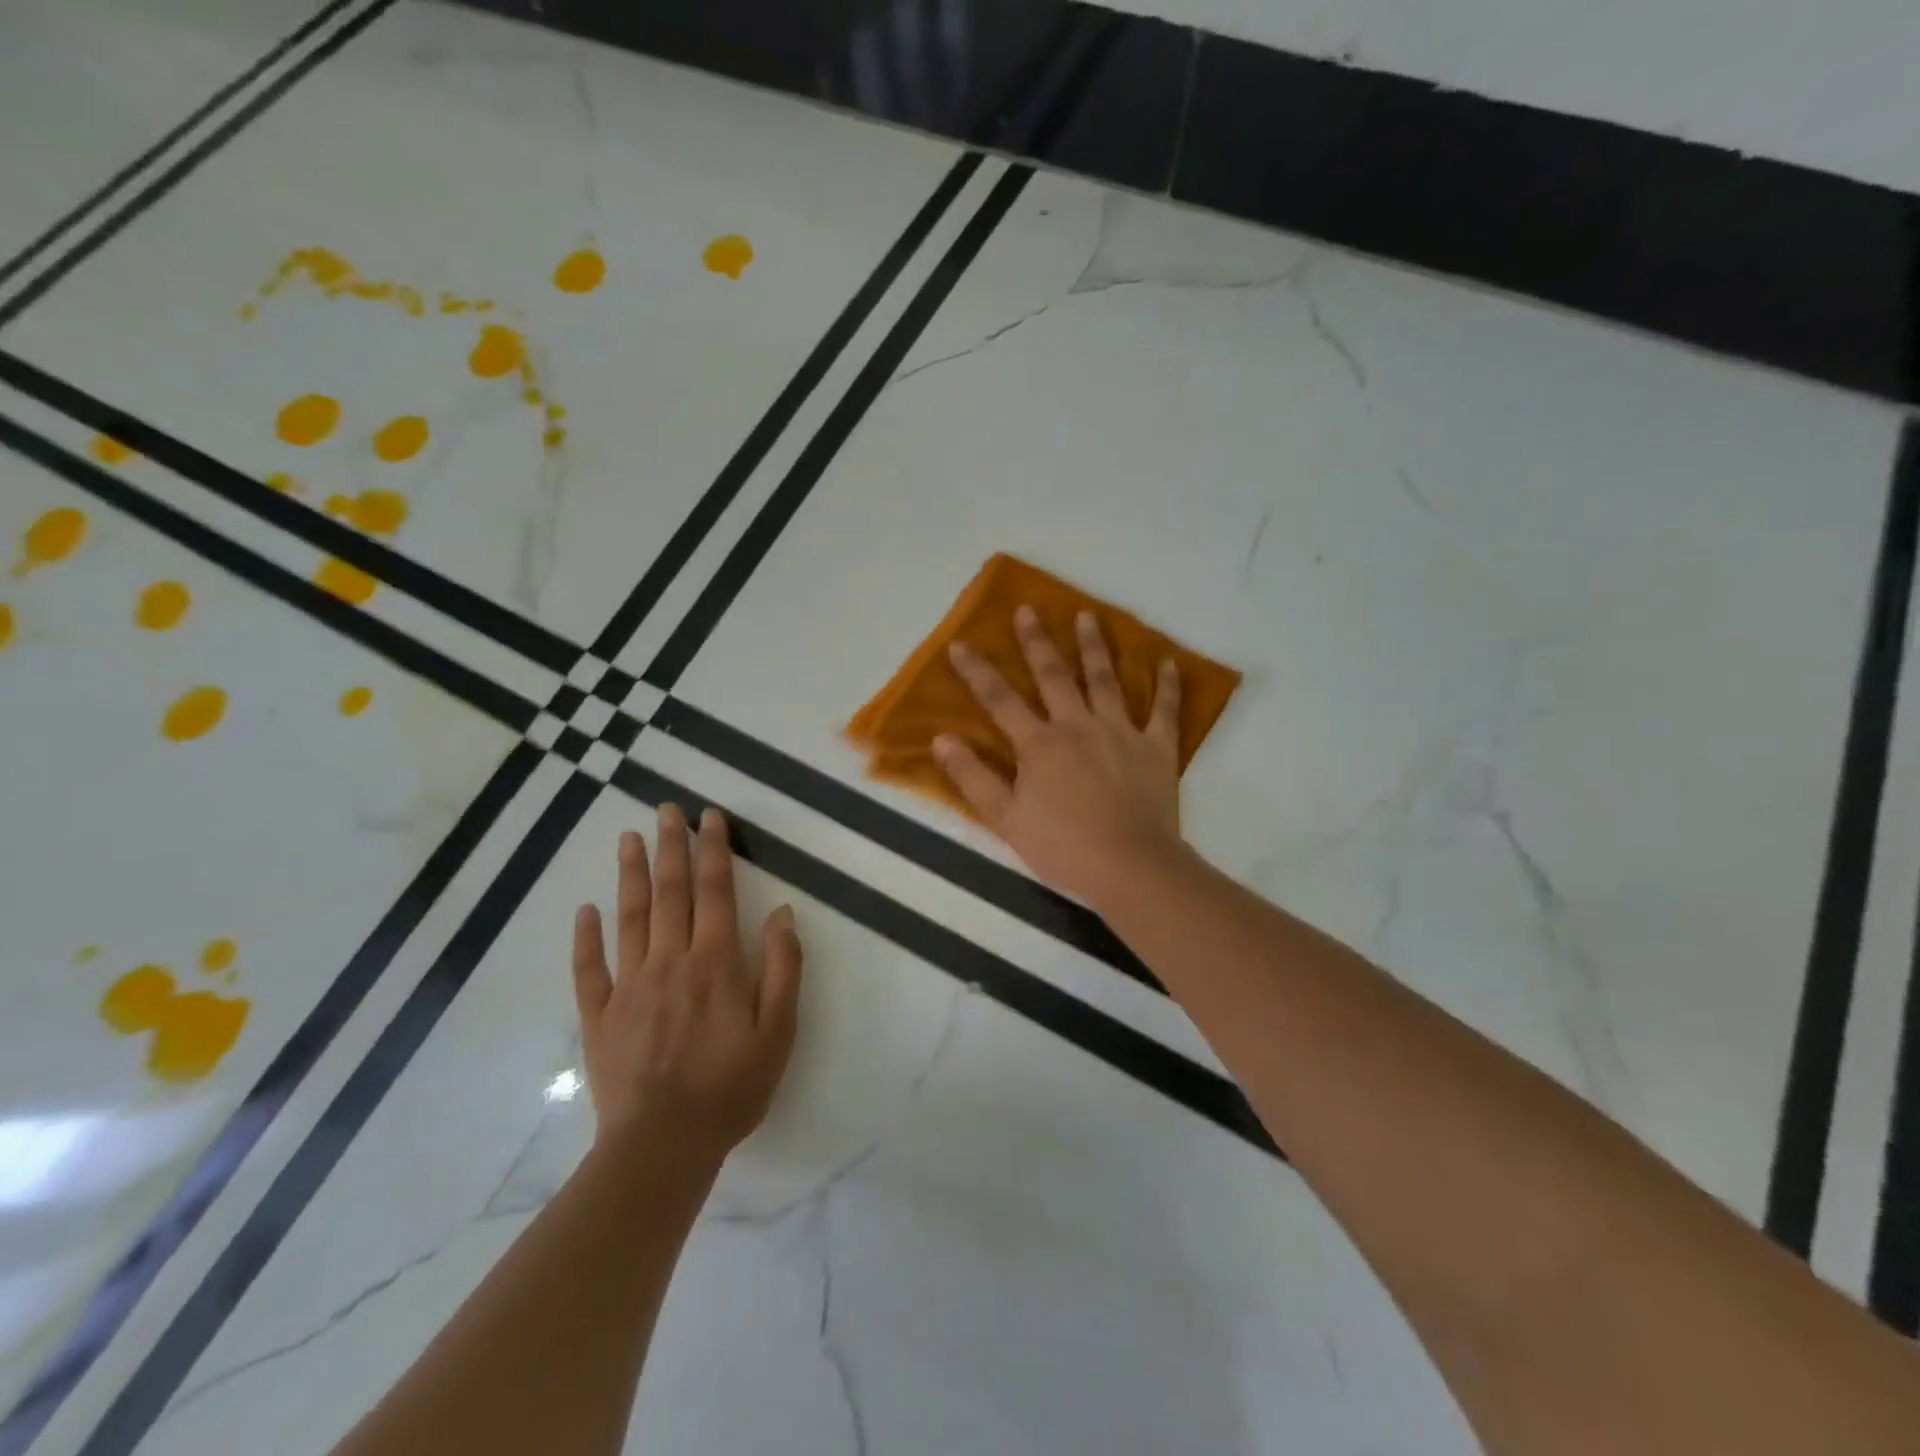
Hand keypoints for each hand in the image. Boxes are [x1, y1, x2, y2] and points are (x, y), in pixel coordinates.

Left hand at [572, 805, 802, 1167]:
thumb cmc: (732, 1087)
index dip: (713, 851)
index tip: (709, 818)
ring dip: (630, 875)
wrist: (663, 1145)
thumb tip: (781, 912)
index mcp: (715, 963)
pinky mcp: (599, 1016)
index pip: (715, 892)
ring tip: (628, 838)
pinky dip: (586, 937)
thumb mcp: (779, 1030)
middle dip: (670, 847)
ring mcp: (630, 987)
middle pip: (670, 893)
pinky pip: (589, 969)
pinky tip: (585, 910)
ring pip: (630, 918)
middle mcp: (670, 962)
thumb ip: (783, 967)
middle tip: (665, 809)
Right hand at [935, 606, 1188, 909]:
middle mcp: (1078, 725)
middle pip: (1054, 676)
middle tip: (1028, 609)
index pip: (999, 700)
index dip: (977, 671)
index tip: (959, 644)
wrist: (1130, 867)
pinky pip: (1164, 711)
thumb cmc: (1063, 847)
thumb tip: (941, 739)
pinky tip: (1168, 662)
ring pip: (1105, 680)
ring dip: (1094, 646)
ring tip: (1087, 616)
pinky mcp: (1156, 748)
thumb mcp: (1006, 819)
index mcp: (1039, 744)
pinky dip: (1167, 686)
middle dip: (1037, 641)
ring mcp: (1121, 732)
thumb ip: (973, 777)